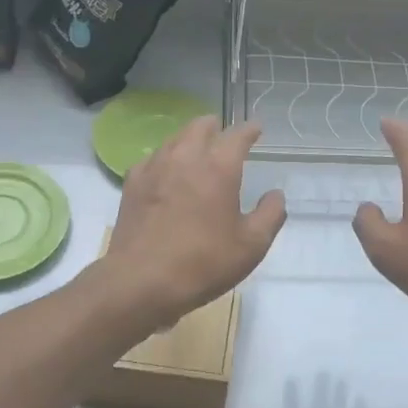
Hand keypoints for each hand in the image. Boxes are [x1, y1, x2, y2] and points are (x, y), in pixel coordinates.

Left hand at [103, 116, 285, 325]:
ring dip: (189, 139)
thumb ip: (270, 215)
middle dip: (215, 127)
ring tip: (196, 150)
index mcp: (219, 167)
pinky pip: (152, 159)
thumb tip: (275, 195)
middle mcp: (186, 157)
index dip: (249, 130)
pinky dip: (164, 159)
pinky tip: (165, 172)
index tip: (256, 129)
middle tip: (223, 135)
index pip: (237, 135)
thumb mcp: (252, 245)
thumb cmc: (203, 263)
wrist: (141, 281)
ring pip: (174, 139)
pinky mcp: (132, 184)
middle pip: (200, 126)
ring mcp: (154, 168)